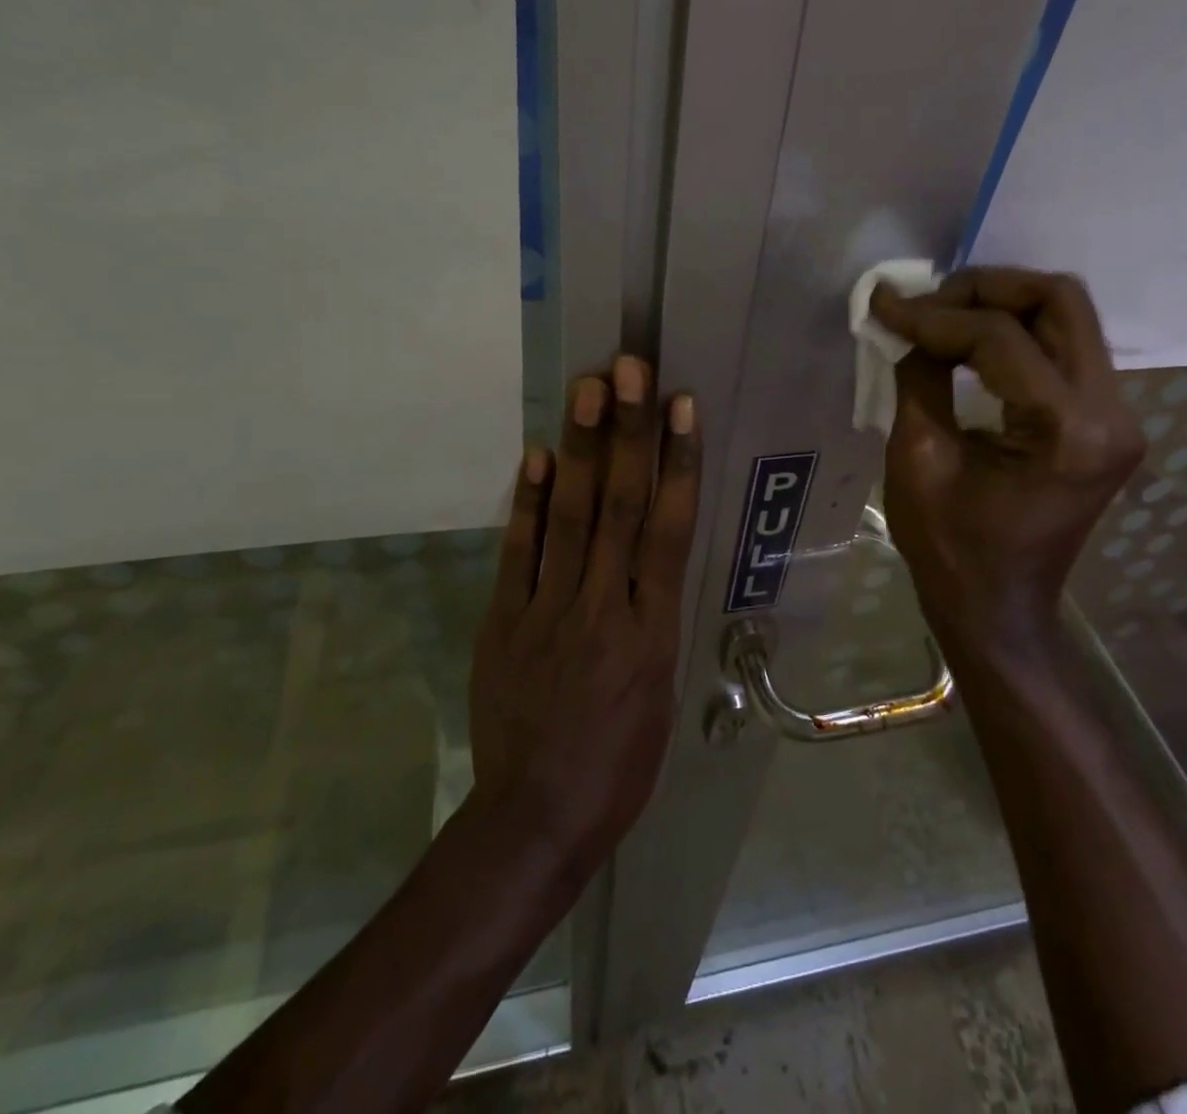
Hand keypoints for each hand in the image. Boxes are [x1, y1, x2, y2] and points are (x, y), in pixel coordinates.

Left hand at [468, 357, 700, 869]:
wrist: (538, 816)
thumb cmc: (620, 762)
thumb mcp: (662, 692)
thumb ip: (656, 617)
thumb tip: (652, 560)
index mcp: (653, 630)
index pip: (669, 529)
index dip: (676, 463)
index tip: (681, 407)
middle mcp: (604, 606)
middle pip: (618, 508)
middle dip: (627, 434)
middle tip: (629, 370)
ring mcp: (549, 610)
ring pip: (570, 518)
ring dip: (580, 450)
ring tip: (588, 391)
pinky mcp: (505, 621)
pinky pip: (519, 553)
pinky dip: (528, 503)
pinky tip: (537, 458)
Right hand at [869, 268, 1142, 657]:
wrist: (998, 608)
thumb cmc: (950, 549)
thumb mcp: (918, 459)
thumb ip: (919, 377)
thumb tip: (908, 323)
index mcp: (1068, 432)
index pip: (1000, 338)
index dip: (935, 315)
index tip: (885, 306)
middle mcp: (1112, 414)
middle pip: (1060, 302)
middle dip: (985, 288)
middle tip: (928, 300)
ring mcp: (1119, 417)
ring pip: (1068, 318)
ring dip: (1002, 306)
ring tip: (942, 316)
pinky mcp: (1107, 422)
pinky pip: (1065, 349)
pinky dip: (1016, 334)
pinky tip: (971, 343)